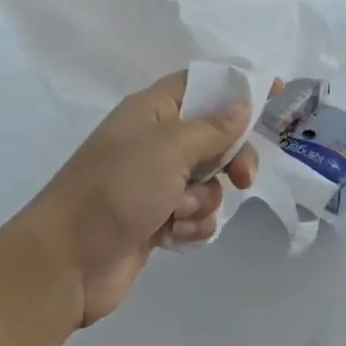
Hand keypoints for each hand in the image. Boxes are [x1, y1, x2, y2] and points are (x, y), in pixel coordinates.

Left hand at [21, 72, 257, 326]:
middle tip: (242, 177)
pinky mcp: (157, 220)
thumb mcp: (168, 149)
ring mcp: (155, 184)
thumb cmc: (116, 191)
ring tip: (177, 214)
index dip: (238, 87)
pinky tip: (172, 236)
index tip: (277, 93)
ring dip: (204, 201)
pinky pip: (196, 215)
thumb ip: (211, 128)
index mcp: (152, 112)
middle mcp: (154, 143)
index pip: (202, 84)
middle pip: (215, 137)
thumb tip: (241, 107)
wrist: (68, 262)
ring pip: (209, 182)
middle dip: (232, 159)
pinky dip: (191, 226)